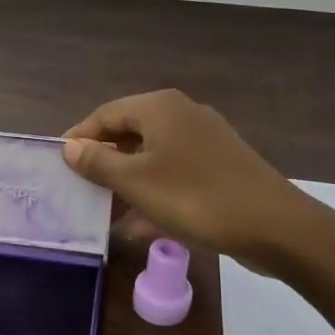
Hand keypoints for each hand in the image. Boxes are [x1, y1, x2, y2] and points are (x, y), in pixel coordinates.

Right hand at [62, 90, 311, 261]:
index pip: (105, 114)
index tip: (58, 165)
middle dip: (103, 163)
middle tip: (80, 190)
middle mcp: (182, 115)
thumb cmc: (195, 197)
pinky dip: (154, 194)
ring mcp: (205, 141)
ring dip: (127, 183)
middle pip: (129, 134)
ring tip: (105, 213)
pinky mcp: (220, 167)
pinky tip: (141, 227)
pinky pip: (174, 175)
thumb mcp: (136, 182)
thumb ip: (98, 162)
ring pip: (151, 157)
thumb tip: (69, 146)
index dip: (79, 138)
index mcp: (159, 108)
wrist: (275, 227)